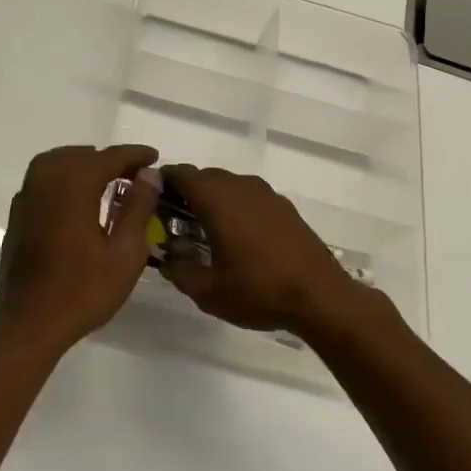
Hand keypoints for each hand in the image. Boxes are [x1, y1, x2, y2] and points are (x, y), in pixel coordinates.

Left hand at [0, 145, 161, 357]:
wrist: (29, 325)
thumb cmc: (83, 291)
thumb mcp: (125, 253)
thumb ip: (138, 207)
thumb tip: (147, 174)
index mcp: (72, 186)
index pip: (108, 158)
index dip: (133, 154)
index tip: (153, 157)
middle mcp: (45, 182)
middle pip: (79, 155)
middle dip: (107, 159)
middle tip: (134, 173)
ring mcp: (26, 199)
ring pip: (56, 163)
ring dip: (83, 165)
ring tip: (108, 180)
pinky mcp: (17, 217)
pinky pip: (42, 181)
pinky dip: (63, 179)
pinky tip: (77, 199)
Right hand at [158, 165, 372, 339]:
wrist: (320, 297)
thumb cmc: (257, 290)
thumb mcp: (207, 291)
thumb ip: (179, 271)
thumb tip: (167, 258)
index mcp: (217, 198)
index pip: (180, 174)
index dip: (161, 182)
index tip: (150, 201)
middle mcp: (241, 186)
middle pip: (204, 177)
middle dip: (185, 194)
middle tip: (174, 222)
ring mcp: (266, 194)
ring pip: (228, 186)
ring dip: (212, 200)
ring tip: (205, 231)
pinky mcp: (284, 207)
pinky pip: (249, 197)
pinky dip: (236, 208)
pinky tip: (238, 238)